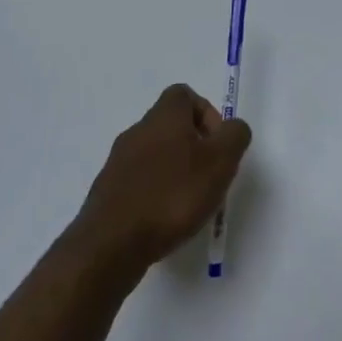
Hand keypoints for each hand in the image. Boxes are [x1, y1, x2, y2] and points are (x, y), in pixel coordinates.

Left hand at [73, 85, 252, 280]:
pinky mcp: (107, 193)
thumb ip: (235, 135)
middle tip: (209, 176)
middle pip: (171, 126)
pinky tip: (164, 220)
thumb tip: (232, 129)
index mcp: (164, 117)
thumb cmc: (173, 195)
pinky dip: (156, 193)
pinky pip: (139, 182)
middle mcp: (137, 132)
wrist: (111, 245)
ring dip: (175, 172)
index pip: (184, 94)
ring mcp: (117, 163)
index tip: (217, 144)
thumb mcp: (221, 161)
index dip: (207, 114)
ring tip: (189, 203)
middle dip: (194, 147)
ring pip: (155, 155)